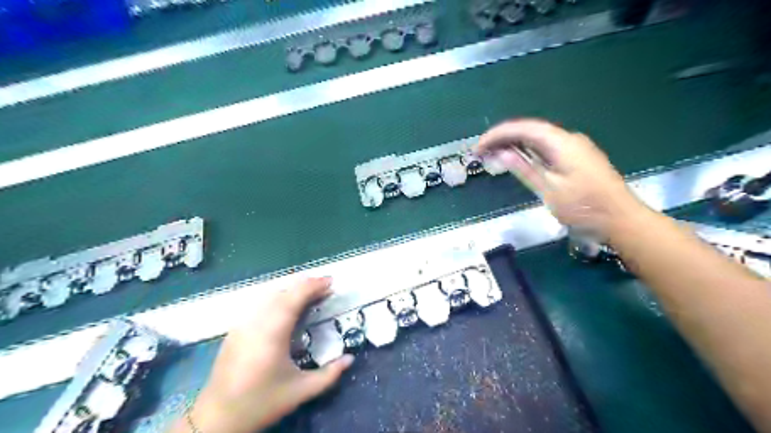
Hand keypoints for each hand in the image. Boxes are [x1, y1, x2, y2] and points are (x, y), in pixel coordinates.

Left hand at [181, 278, 350, 432]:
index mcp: (272, 332)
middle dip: (306, 285)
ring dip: (292, 290)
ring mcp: (243, 323)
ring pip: (270, 294)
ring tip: (310, 295)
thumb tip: (351, 358)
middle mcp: (256, 321)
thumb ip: (329, 374)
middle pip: (283, 291)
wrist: (217, 418)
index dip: (314, 285)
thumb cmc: (261, 403)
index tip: (331, 282)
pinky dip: (278, 298)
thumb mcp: (300, 391)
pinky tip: (287, 308)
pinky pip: (260, 304)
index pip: (295, 296)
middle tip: (326, 287)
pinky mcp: (235, 329)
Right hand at [476, 118, 645, 239]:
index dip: (498, 135)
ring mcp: (575, 147)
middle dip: (504, 138)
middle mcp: (569, 139)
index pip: (523, 129)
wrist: (622, 220)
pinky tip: (518, 160)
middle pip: (530, 130)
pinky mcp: (578, 158)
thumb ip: (525, 169)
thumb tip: (502, 153)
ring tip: (494, 155)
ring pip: (539, 138)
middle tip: (482, 152)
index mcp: (562, 143)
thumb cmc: (585, 207)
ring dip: (515, 144)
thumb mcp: (549, 190)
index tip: (478, 147)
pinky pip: (547, 147)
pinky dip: (528, 151)